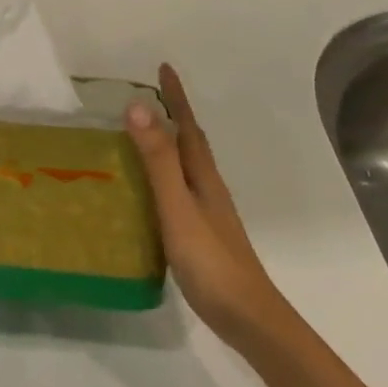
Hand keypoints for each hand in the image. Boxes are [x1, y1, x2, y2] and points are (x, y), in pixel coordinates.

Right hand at [125, 64, 286, 342]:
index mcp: (202, 176)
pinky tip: (152, 190)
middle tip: (148, 95)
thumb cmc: (211, 260)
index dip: (175, 97)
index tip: (164, 67)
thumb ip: (158, 161)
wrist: (249, 319)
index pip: (186, 126)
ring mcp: (209, 212)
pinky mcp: (203, 233)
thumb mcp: (177, 207)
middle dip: (173, 115)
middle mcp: (208, 187)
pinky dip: (166, 174)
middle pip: (190, 142)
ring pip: (186, 165)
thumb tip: (138, 107)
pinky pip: (180, 188)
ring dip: (169, 144)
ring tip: (142, 134)